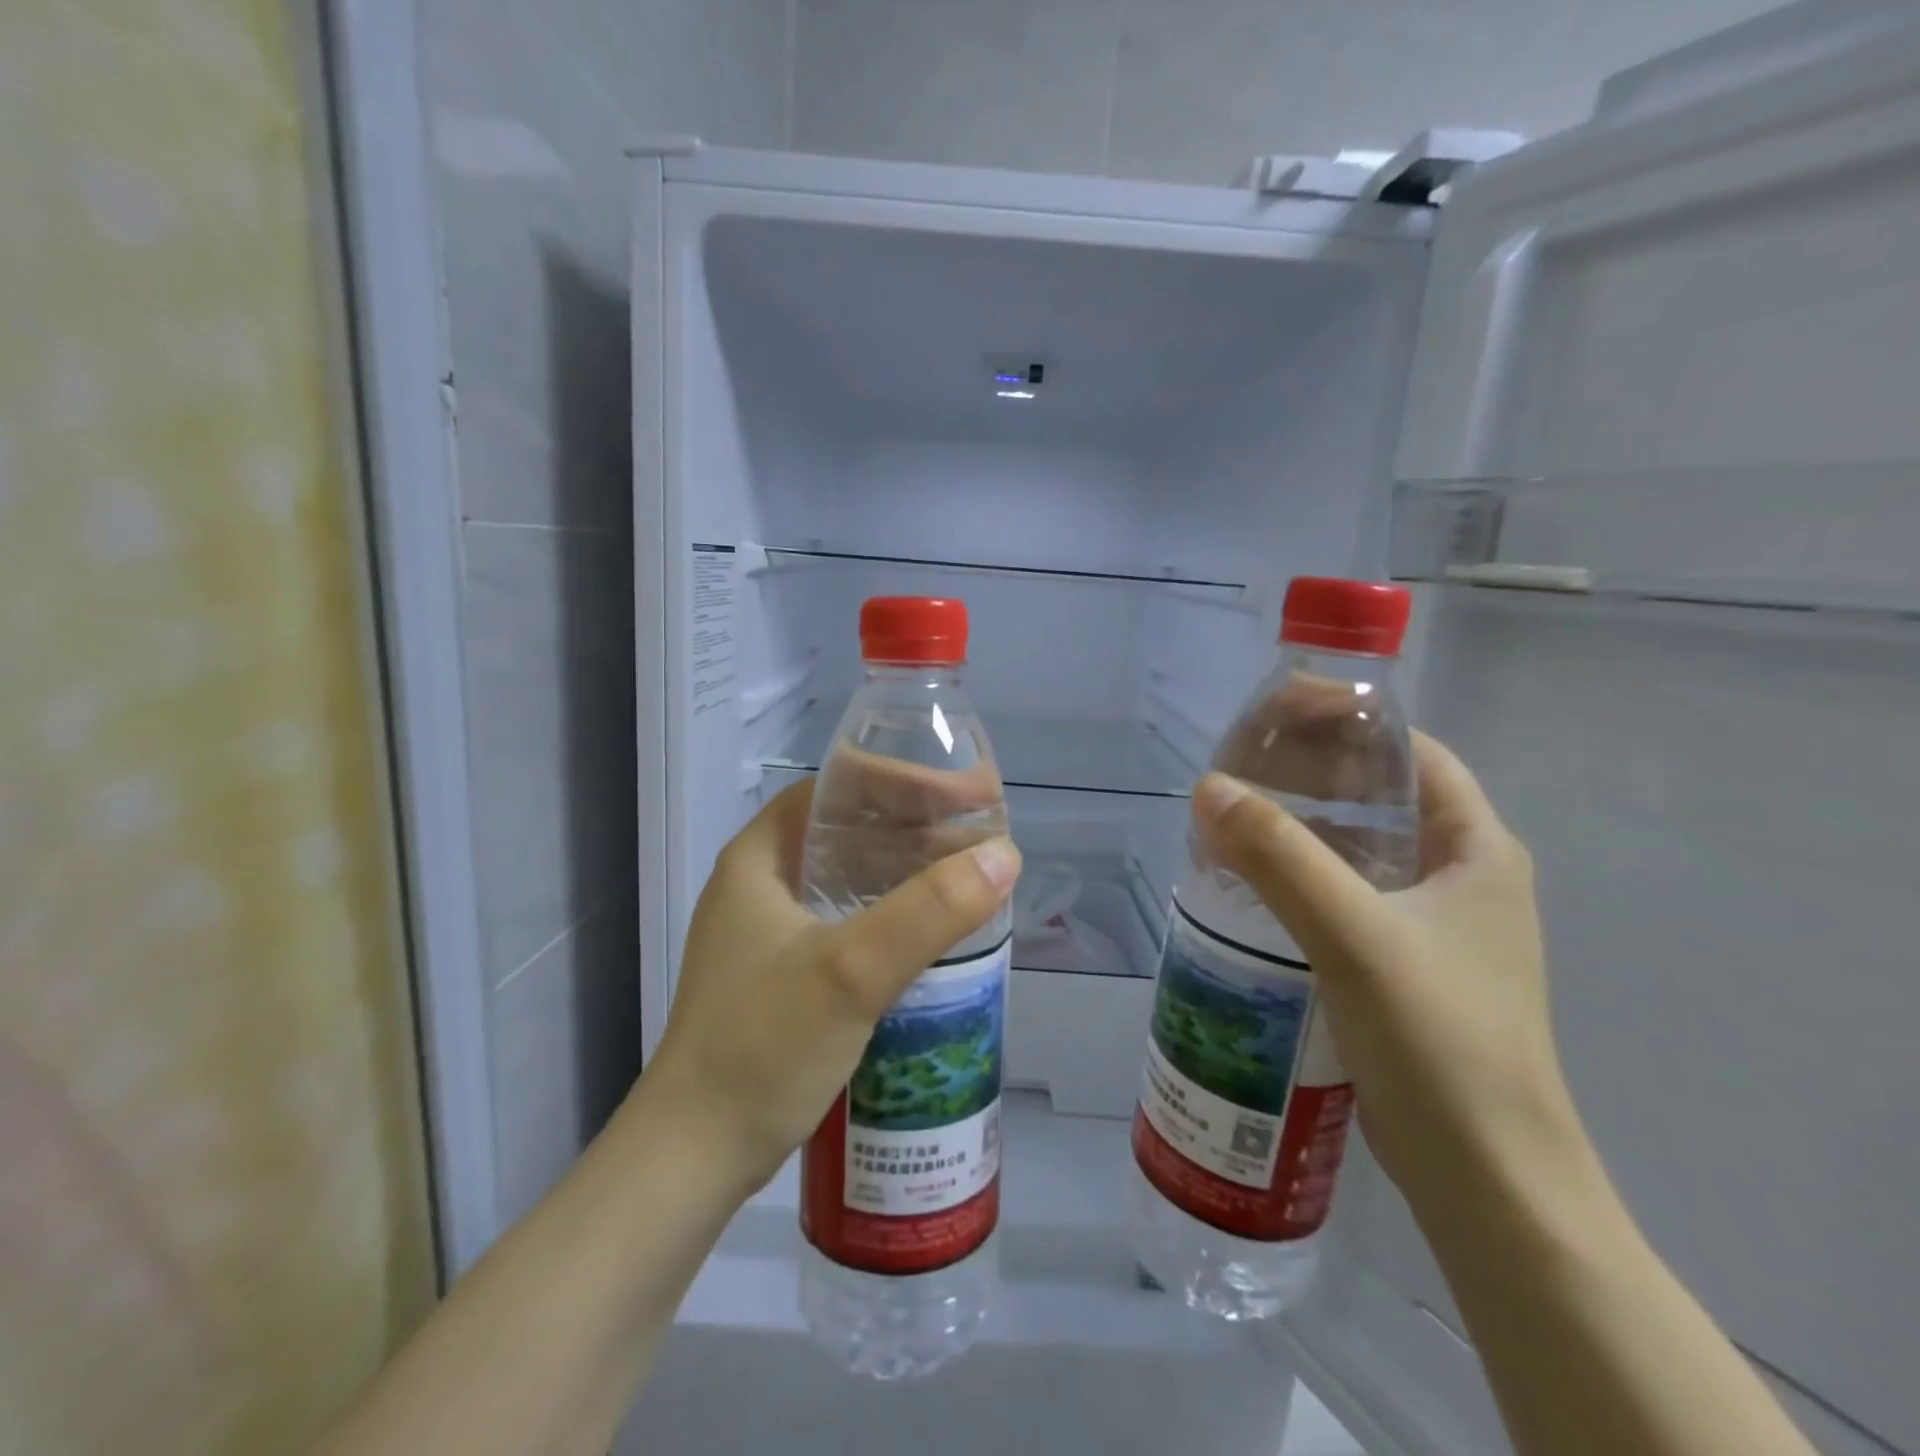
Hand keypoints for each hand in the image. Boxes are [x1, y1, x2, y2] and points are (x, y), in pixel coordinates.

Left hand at [642, 780, 1019, 1194]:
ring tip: (971, 875)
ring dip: (908, 869)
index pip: (838, 789)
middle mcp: (762, 883)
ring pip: (851, 876)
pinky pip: (850, 919)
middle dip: (917, 825)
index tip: (962, 795)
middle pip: (849, 829)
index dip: (902, 780)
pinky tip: (934, 929)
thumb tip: (1005, 856)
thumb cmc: (762, 1047)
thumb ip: (928, 912)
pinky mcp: (785, 974)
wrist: (694, 1157)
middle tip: (981, 834)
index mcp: (760, 857)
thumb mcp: (850, 972)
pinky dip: (893, 912)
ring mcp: (771, 932)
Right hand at [1191, 733, 1581, 1204]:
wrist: (1487, 1178)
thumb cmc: (1440, 1042)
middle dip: (1313, 771)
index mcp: (1477, 849)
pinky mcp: (1405, 964)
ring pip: (1360, 847)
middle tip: (1239, 765)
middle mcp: (1462, 876)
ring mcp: (1434, 924)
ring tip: (1235, 815)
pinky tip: (1253, 884)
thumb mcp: (1354, 936)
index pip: (1413, 752)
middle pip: (1381, 795)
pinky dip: (1302, 875)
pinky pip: (1347, 893)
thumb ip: (1280, 858)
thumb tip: (1207, 787)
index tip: (1276, 712)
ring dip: (1302, 825)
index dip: (1348, 721)